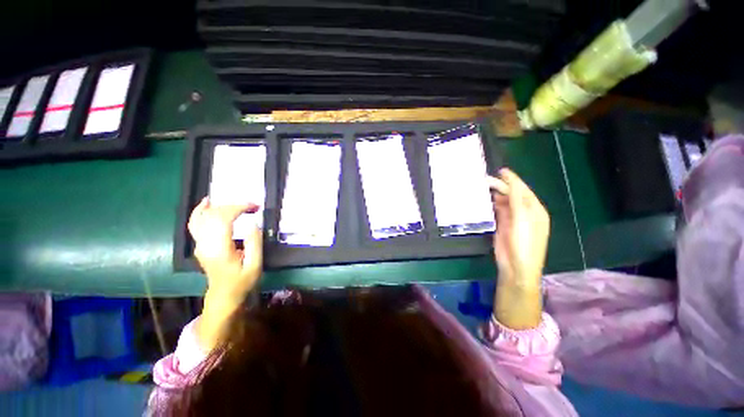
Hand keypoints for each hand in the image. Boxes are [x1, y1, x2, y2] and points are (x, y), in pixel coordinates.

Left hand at [188, 196, 263, 299]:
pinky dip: (199, 211)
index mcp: (219, 249)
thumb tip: (254, 223)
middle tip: (251, 206)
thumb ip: (254, 243)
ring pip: (201, 218)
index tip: (254, 207)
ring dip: (216, 206)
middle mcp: (205, 244)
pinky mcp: (199, 245)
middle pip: (212, 216)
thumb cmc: (242, 282)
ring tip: (228, 198)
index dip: (238, 208)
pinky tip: (206, 204)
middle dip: (232, 206)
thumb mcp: (255, 265)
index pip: (223, 219)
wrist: (223, 295)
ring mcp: (199, 244)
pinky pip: (195, 224)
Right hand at [488, 168, 549, 288]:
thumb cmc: (524, 242)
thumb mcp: (522, 218)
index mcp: (534, 209)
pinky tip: (483, 200)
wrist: (516, 266)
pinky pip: (497, 210)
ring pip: (503, 202)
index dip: (512, 180)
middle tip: (484, 180)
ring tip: (482, 187)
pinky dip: (491, 204)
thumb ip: (516, 199)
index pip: (522, 190)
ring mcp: (513, 219)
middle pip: (512, 195)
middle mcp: (525, 212)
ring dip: (494, 194)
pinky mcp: (502, 225)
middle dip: (501, 186)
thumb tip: (509, 180)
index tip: (500, 171)